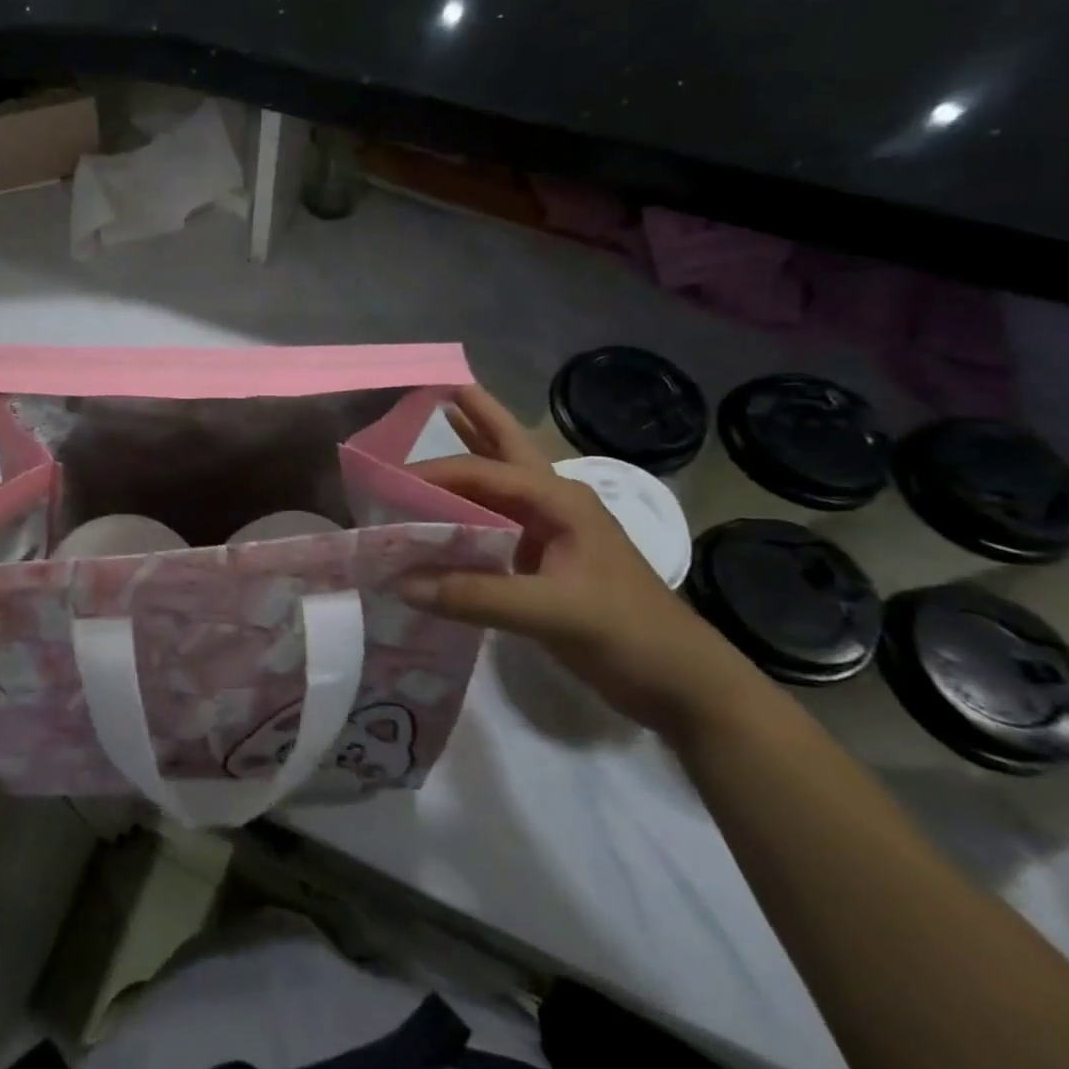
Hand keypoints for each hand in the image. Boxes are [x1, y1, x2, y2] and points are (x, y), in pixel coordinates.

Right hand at [405, 385, 766, 741]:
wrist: (682, 683)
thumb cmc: (627, 634)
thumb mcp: (554, 612)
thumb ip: (476, 596)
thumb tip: (400, 582)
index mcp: (560, 501)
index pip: (484, 473)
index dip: (434, 473)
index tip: (386, 482)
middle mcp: (555, 503)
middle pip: (508, 447)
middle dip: (477, 416)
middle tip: (440, 385)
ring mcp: (553, 530)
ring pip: (503, 479)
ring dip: (474, 451)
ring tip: (443, 420)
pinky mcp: (547, 557)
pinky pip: (497, 519)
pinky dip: (469, 505)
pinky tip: (447, 507)